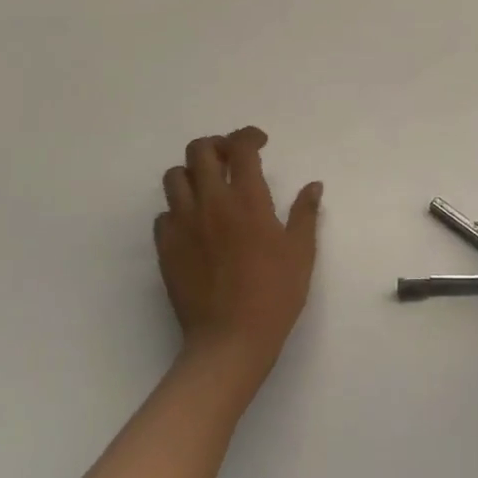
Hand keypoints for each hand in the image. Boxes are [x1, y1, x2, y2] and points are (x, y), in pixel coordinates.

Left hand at [156, 128, 321, 380]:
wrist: (229, 341)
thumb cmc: (274, 294)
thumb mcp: (301, 252)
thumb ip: (305, 212)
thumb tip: (314, 185)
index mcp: (247, 199)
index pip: (241, 147)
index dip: (249, 136)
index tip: (260, 143)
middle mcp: (211, 203)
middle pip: (200, 151)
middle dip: (217, 145)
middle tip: (232, 159)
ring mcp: (183, 225)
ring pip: (175, 177)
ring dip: (193, 173)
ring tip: (209, 187)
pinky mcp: (166, 249)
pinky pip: (163, 214)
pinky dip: (178, 209)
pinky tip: (194, 224)